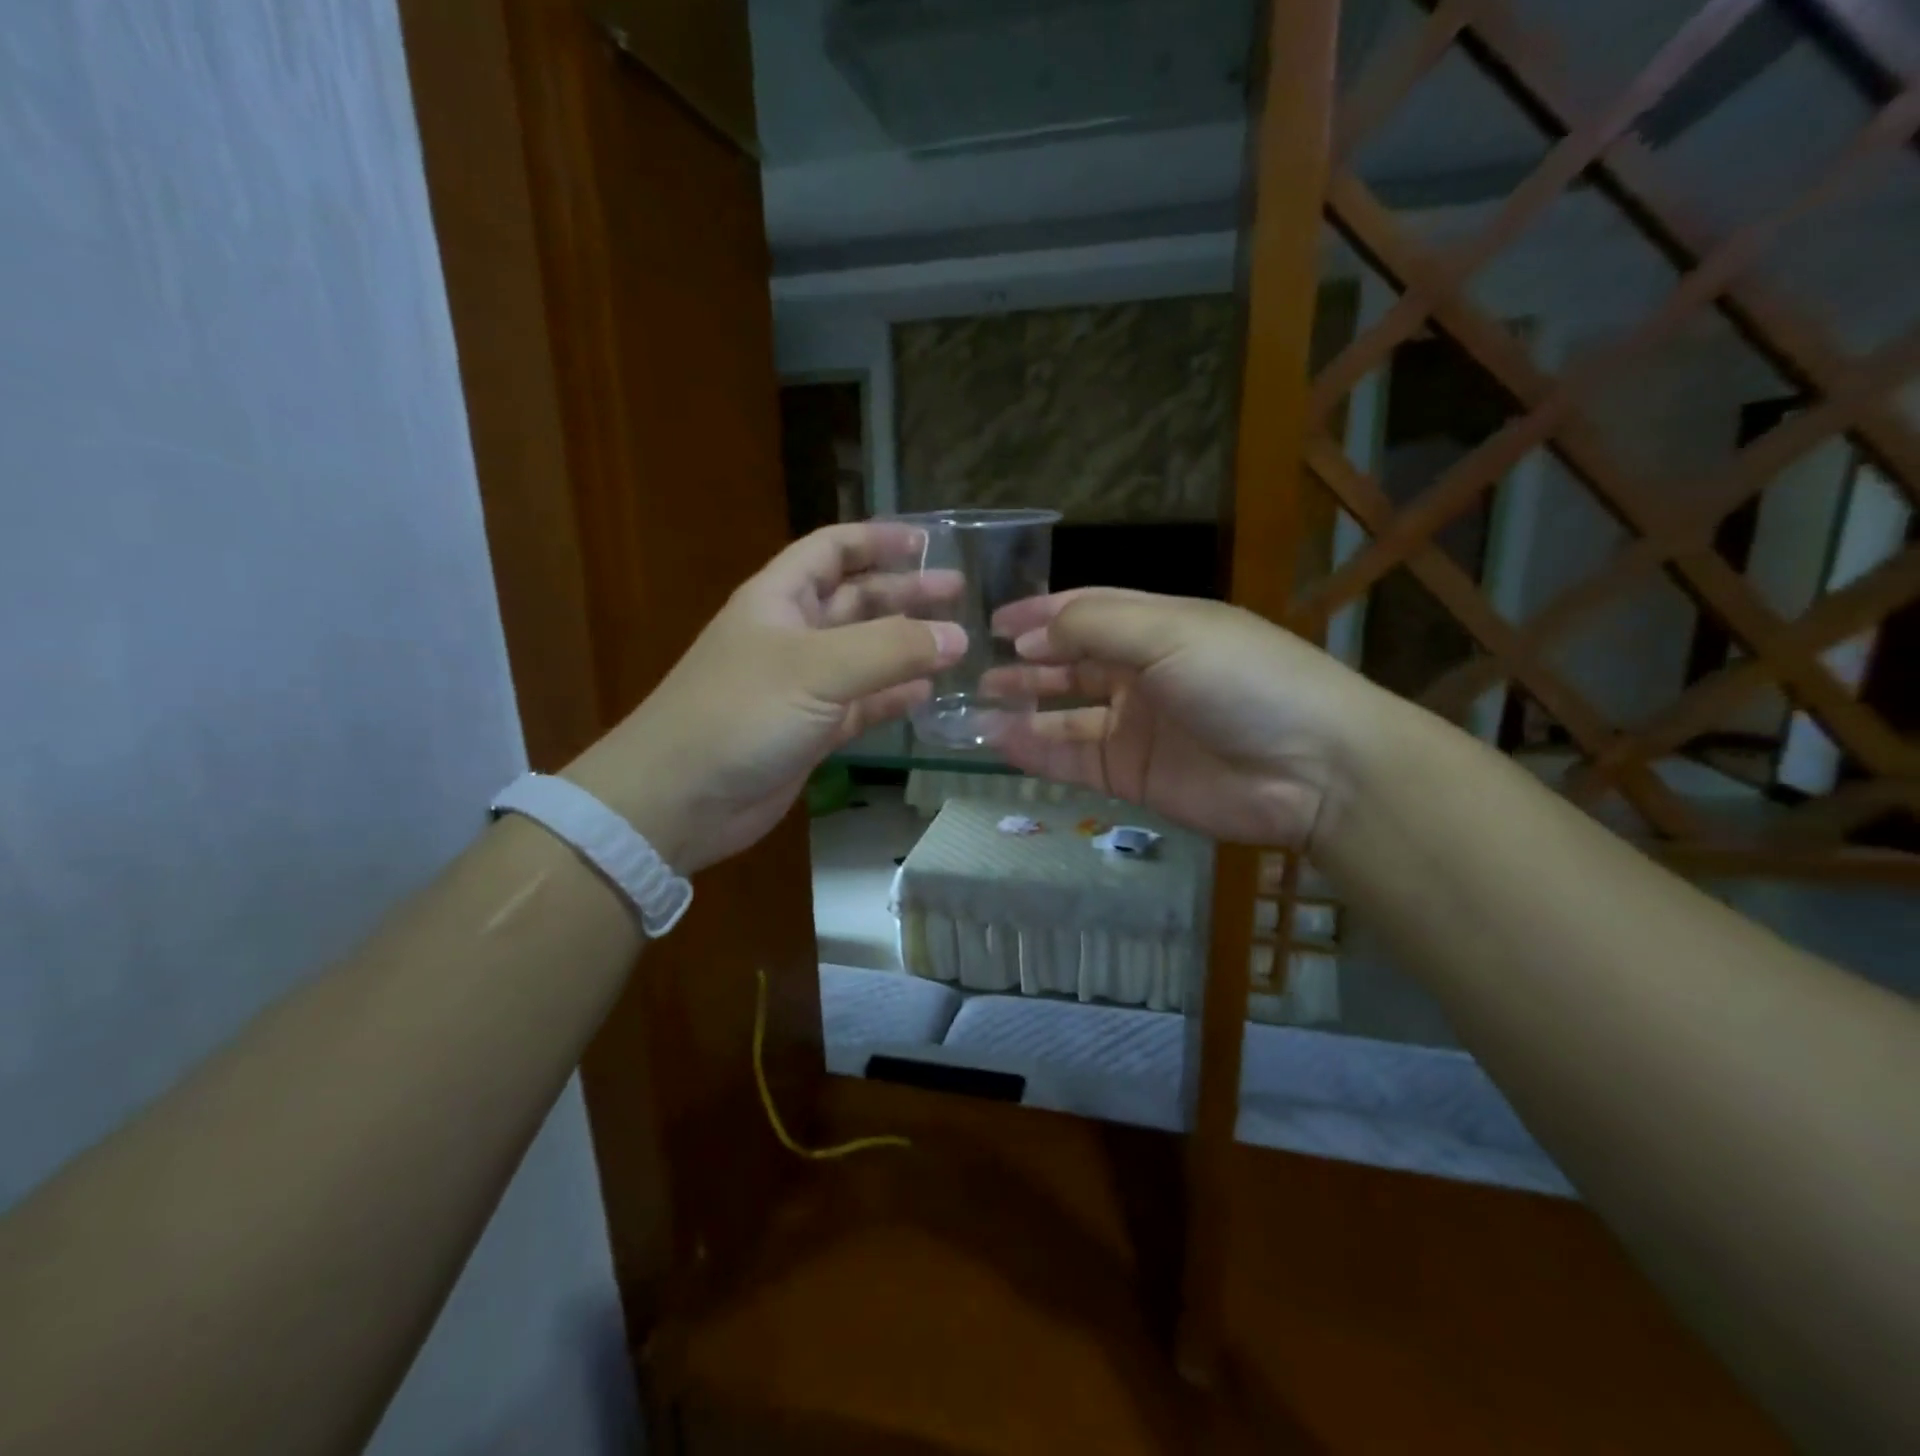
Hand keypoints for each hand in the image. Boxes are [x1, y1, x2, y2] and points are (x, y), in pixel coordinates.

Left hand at [564, 524, 964, 873]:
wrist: (680, 799)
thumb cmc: (741, 713)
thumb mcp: (817, 668)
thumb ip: (891, 648)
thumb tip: (958, 636)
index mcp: (780, 599)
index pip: (832, 549)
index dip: (877, 539)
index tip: (929, 542)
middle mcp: (793, 635)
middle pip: (857, 600)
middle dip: (904, 593)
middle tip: (959, 593)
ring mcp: (803, 686)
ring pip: (865, 654)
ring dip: (907, 646)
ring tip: (957, 644)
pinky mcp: (812, 731)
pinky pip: (863, 704)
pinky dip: (894, 698)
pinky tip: (927, 694)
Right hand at [986, 588, 1391, 850]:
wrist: (1311, 769)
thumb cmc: (1241, 679)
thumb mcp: (1168, 631)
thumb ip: (1093, 626)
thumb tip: (1029, 637)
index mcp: (1158, 626)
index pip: (1087, 610)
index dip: (1040, 614)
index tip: (993, 623)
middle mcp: (1143, 673)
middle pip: (1071, 663)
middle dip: (1026, 663)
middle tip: (976, 671)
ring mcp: (1136, 727)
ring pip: (1066, 713)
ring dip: (1024, 707)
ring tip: (977, 707)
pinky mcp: (1133, 775)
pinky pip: (1074, 759)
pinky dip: (1037, 752)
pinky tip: (1001, 743)